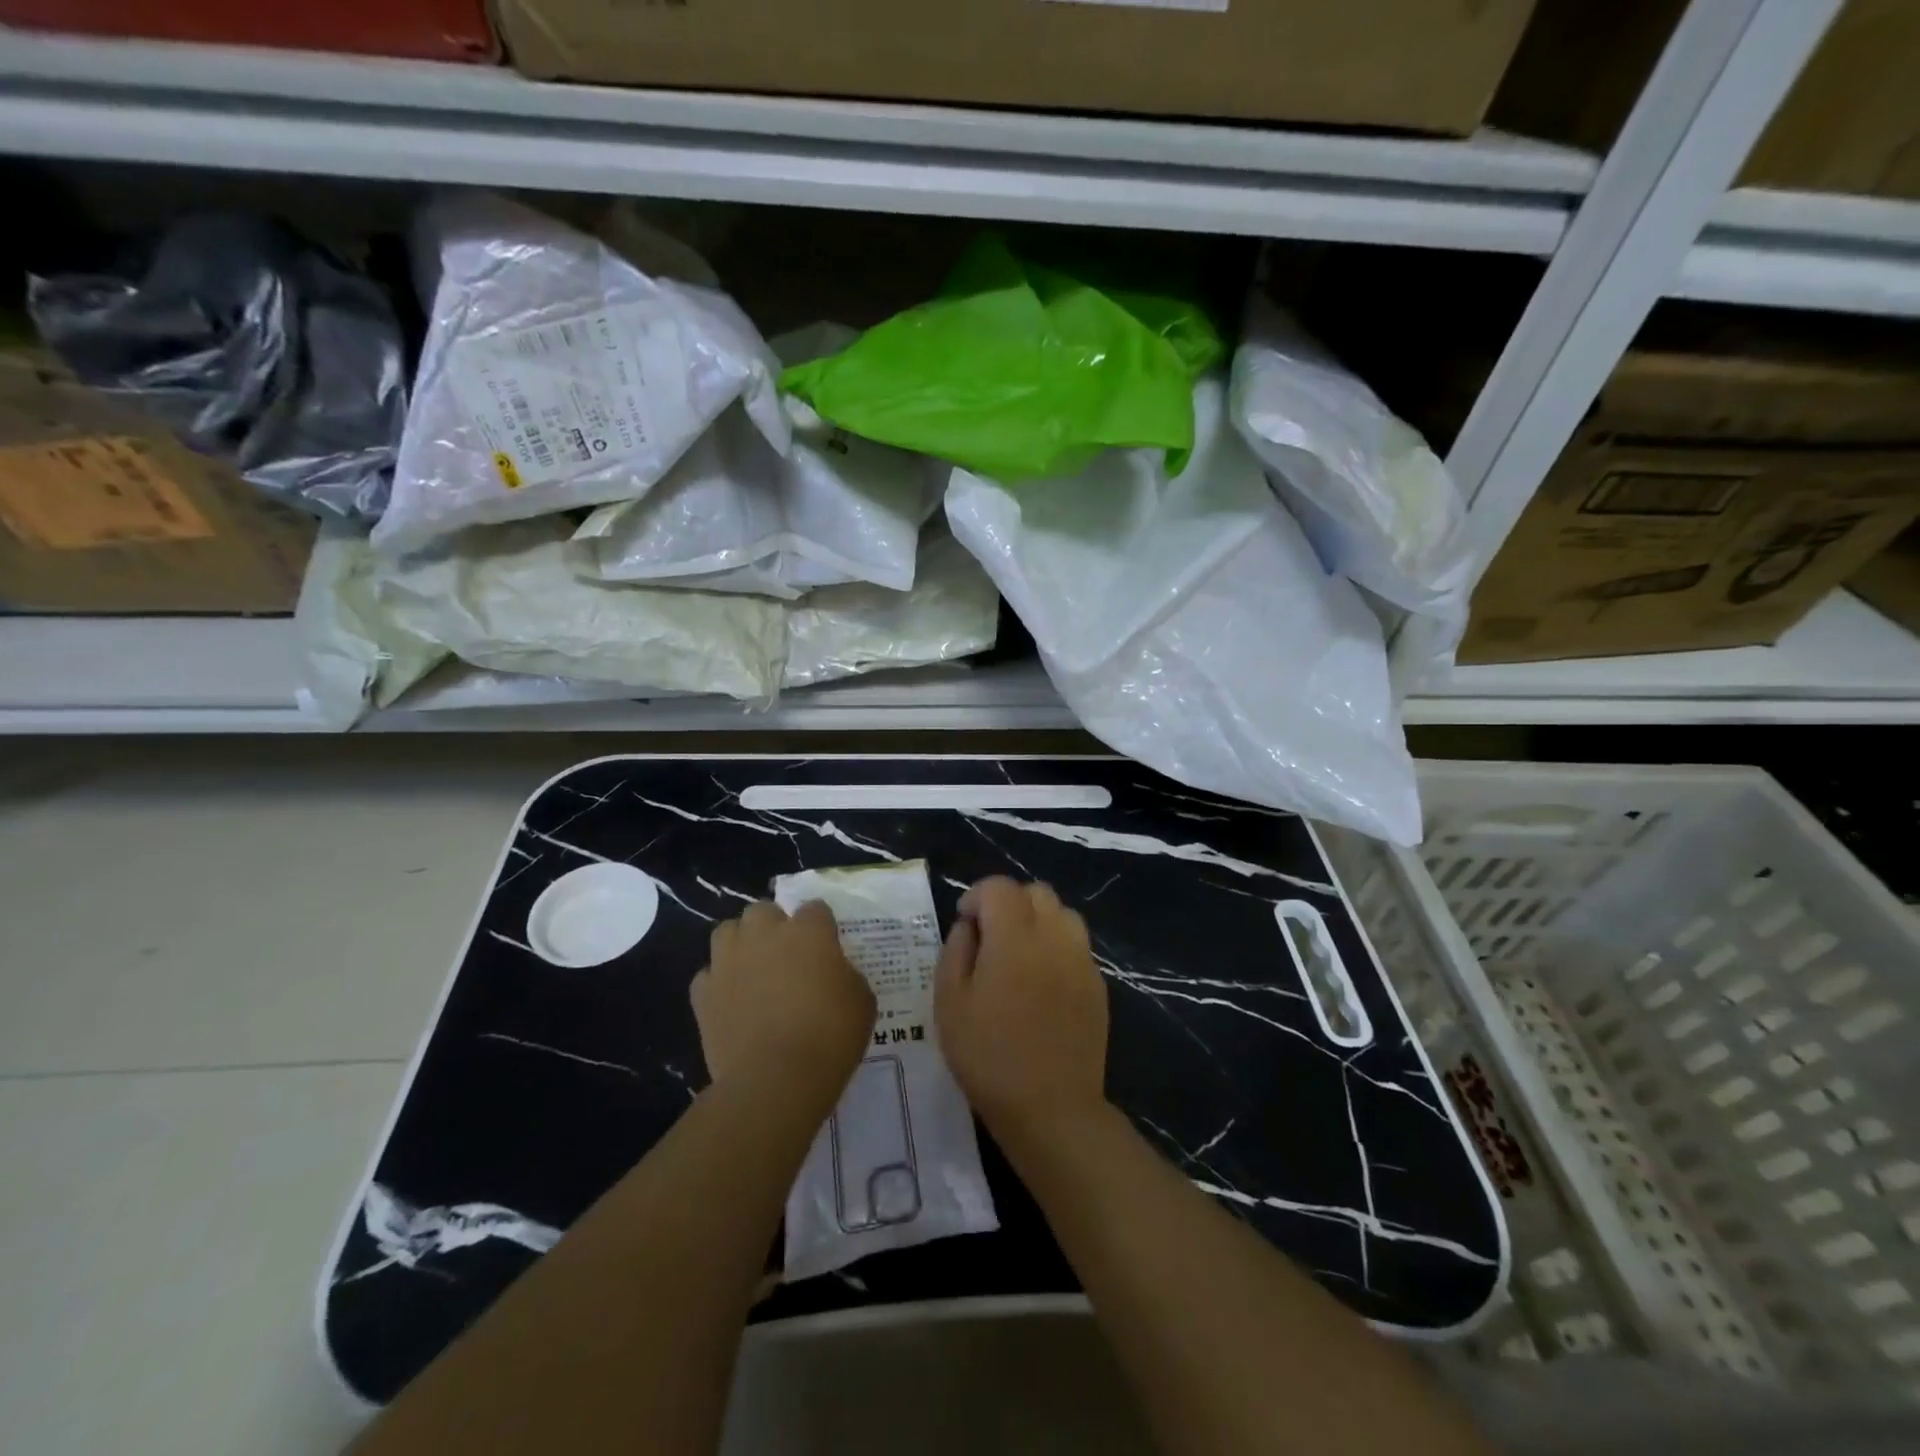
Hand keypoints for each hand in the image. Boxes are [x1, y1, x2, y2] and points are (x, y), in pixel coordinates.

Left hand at [691, 901, 874, 1104]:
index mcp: (808, 931)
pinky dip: (719, 983)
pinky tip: (731, 1001)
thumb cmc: (830, 1036)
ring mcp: (728, 961)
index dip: (822, 926)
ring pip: (727, 931)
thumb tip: (833, 974)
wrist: (776, 1079)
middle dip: (773, 926)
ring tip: (753, 969)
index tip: (827, 947)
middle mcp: (764, 935)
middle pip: (763, 910)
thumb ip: (845, 975)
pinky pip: (708, 975)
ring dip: (741, 944)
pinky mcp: (703, 993)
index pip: (815, 908)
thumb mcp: (862, 1001)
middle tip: (787, 955)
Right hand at [935, 877, 1109, 1140]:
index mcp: (1014, 937)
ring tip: (1018, 955)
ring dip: (1037, 920)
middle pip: (1035, 892)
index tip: (964, 923)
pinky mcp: (1097, 983)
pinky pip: (1076, 944)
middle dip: (1008, 903)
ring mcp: (1081, 959)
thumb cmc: (989, 1056)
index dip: (976, 896)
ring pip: (1062, 913)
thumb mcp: (950, 1003)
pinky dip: (1056, 946)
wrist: (1051, 1107)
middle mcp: (1054, 936)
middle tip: (989, 936)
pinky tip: (1041, 982)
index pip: (999, 887)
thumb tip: (968, 926)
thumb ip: (955, 951)